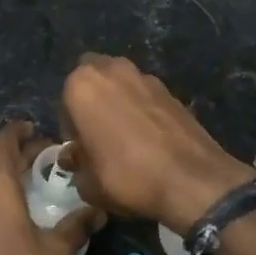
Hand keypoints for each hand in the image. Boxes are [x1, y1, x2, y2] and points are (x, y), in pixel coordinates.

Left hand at [0, 121, 103, 254]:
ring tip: (33, 186)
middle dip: (21, 155)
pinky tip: (13, 211)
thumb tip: (99, 210)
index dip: (21, 131)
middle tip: (47, 161)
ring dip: (7, 176)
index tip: (39, 132)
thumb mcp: (56, 252)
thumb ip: (77, 225)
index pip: (4, 139)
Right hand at [60, 54, 255, 234]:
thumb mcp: (89, 184)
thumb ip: (77, 166)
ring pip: (120, 83)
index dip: (71, 129)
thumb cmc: (127, 176)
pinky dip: (142, 109)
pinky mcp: (170, 89)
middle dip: (92, 100)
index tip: (81, 151)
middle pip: (92, 78)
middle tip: (98, 133)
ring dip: (117, 100)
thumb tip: (78, 159)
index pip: (64, 102)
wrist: (191, 180)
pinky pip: (145, 95)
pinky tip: (149, 139)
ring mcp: (144, 76)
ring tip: (126, 136)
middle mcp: (111, 70)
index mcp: (82, 85)